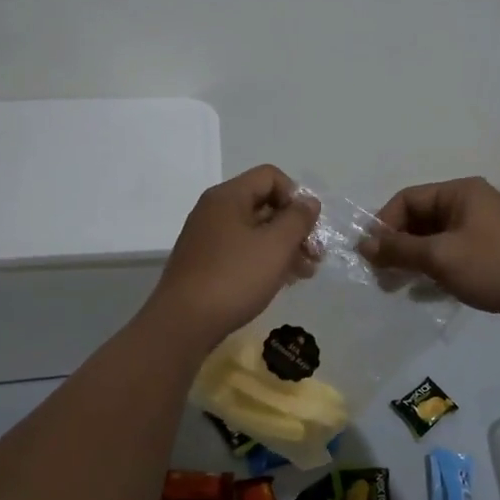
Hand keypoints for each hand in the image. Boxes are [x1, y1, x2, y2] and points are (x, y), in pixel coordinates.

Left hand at [148, 165, 319, 348]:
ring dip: (284, 247)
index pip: (270, 176)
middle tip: (315, 255)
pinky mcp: (205, 263)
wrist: (183, 323)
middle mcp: (214, 210)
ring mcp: (207, 237)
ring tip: (305, 274)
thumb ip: (298, 219)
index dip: (295, 196)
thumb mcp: (276, 246)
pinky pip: (242, 251)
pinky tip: (281, 281)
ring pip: (255, 231)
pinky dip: (264, 260)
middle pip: (264, 204)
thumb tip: (308, 202)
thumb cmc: (235, 278)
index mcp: (228, 197)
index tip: (307, 226)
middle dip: (294, 227)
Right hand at [359, 177, 499, 327]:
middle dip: (398, 246)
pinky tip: (425, 292)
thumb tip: (363, 245)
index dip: (384, 224)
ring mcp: (485, 228)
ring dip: (414, 260)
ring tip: (397, 286)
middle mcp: (472, 203)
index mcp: (460, 192)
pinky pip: (454, 253)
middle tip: (381, 275)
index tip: (370, 255)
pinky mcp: (493, 252)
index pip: (408, 199)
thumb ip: (399, 249)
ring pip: (436, 239)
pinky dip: (435, 269)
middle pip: (421, 218)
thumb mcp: (440, 256)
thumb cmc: (493, 266)